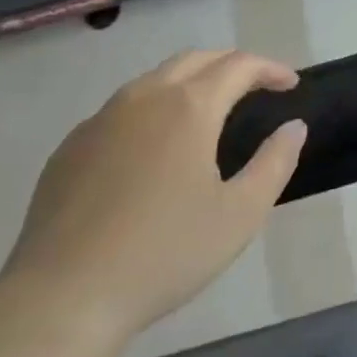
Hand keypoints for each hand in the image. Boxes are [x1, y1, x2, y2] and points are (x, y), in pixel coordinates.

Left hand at [0, 50, 305, 356]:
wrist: (63, 296)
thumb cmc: (165, 253)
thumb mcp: (240, 214)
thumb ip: (275, 163)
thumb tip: (293, 127)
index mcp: (188, 106)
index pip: (239, 65)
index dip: (270, 68)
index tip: (291, 84)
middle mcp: (144, 97)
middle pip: (196, 59)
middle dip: (232, 64)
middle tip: (257, 86)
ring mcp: (101, 119)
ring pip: (155, 79)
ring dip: (192, 81)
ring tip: (211, 110)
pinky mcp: (72, 146)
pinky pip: (122, 109)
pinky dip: (153, 108)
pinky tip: (156, 147)